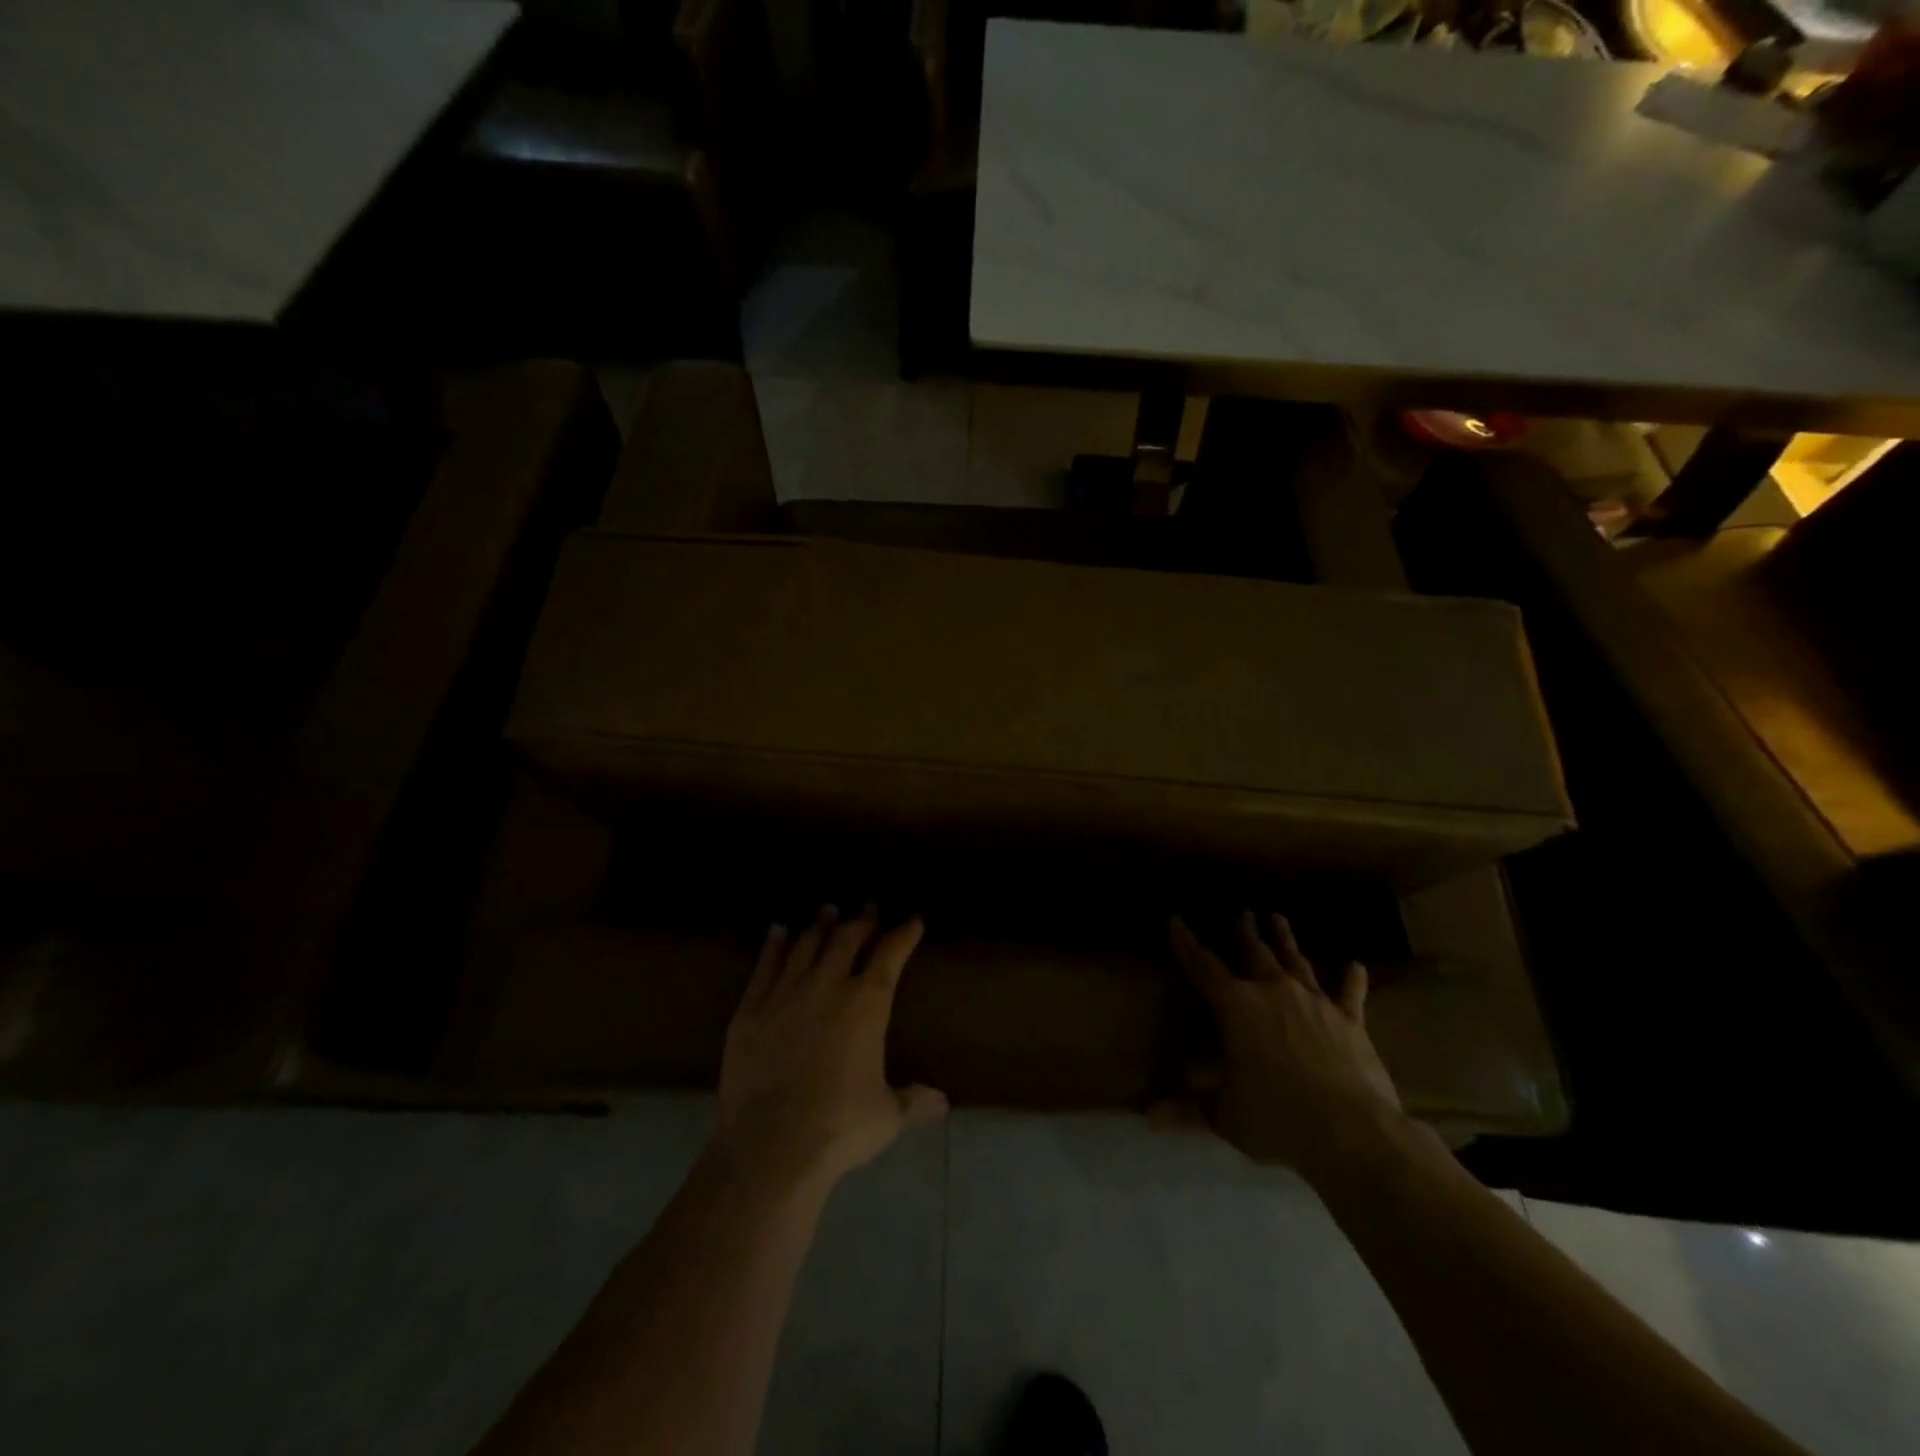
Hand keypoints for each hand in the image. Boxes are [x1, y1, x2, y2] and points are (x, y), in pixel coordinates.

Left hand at [714, 905, 947, 1192]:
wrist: (770, 1146)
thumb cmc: (838, 1127)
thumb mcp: (886, 1116)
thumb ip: (914, 1102)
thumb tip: (943, 1103)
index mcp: (867, 1004)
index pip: (890, 954)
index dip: (904, 933)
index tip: (913, 920)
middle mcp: (828, 986)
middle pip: (847, 939)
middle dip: (862, 920)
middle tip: (868, 908)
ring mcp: (785, 993)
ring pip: (806, 945)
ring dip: (820, 925)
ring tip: (827, 910)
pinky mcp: (750, 1009)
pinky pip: (764, 965)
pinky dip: (773, 944)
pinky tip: (777, 930)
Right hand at [1166, 911, 1403, 1176]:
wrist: (1353, 1132)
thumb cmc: (1277, 1118)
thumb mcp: (1225, 1116)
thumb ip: (1189, 1110)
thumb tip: (1150, 1117)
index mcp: (1236, 1007)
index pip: (1202, 967)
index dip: (1186, 943)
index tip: (1175, 919)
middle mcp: (1273, 992)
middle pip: (1254, 953)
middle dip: (1244, 931)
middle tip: (1241, 912)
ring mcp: (1315, 1003)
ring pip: (1296, 961)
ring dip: (1285, 940)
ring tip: (1278, 918)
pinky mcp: (1350, 1021)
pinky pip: (1349, 994)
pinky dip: (1351, 979)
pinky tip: (1354, 965)